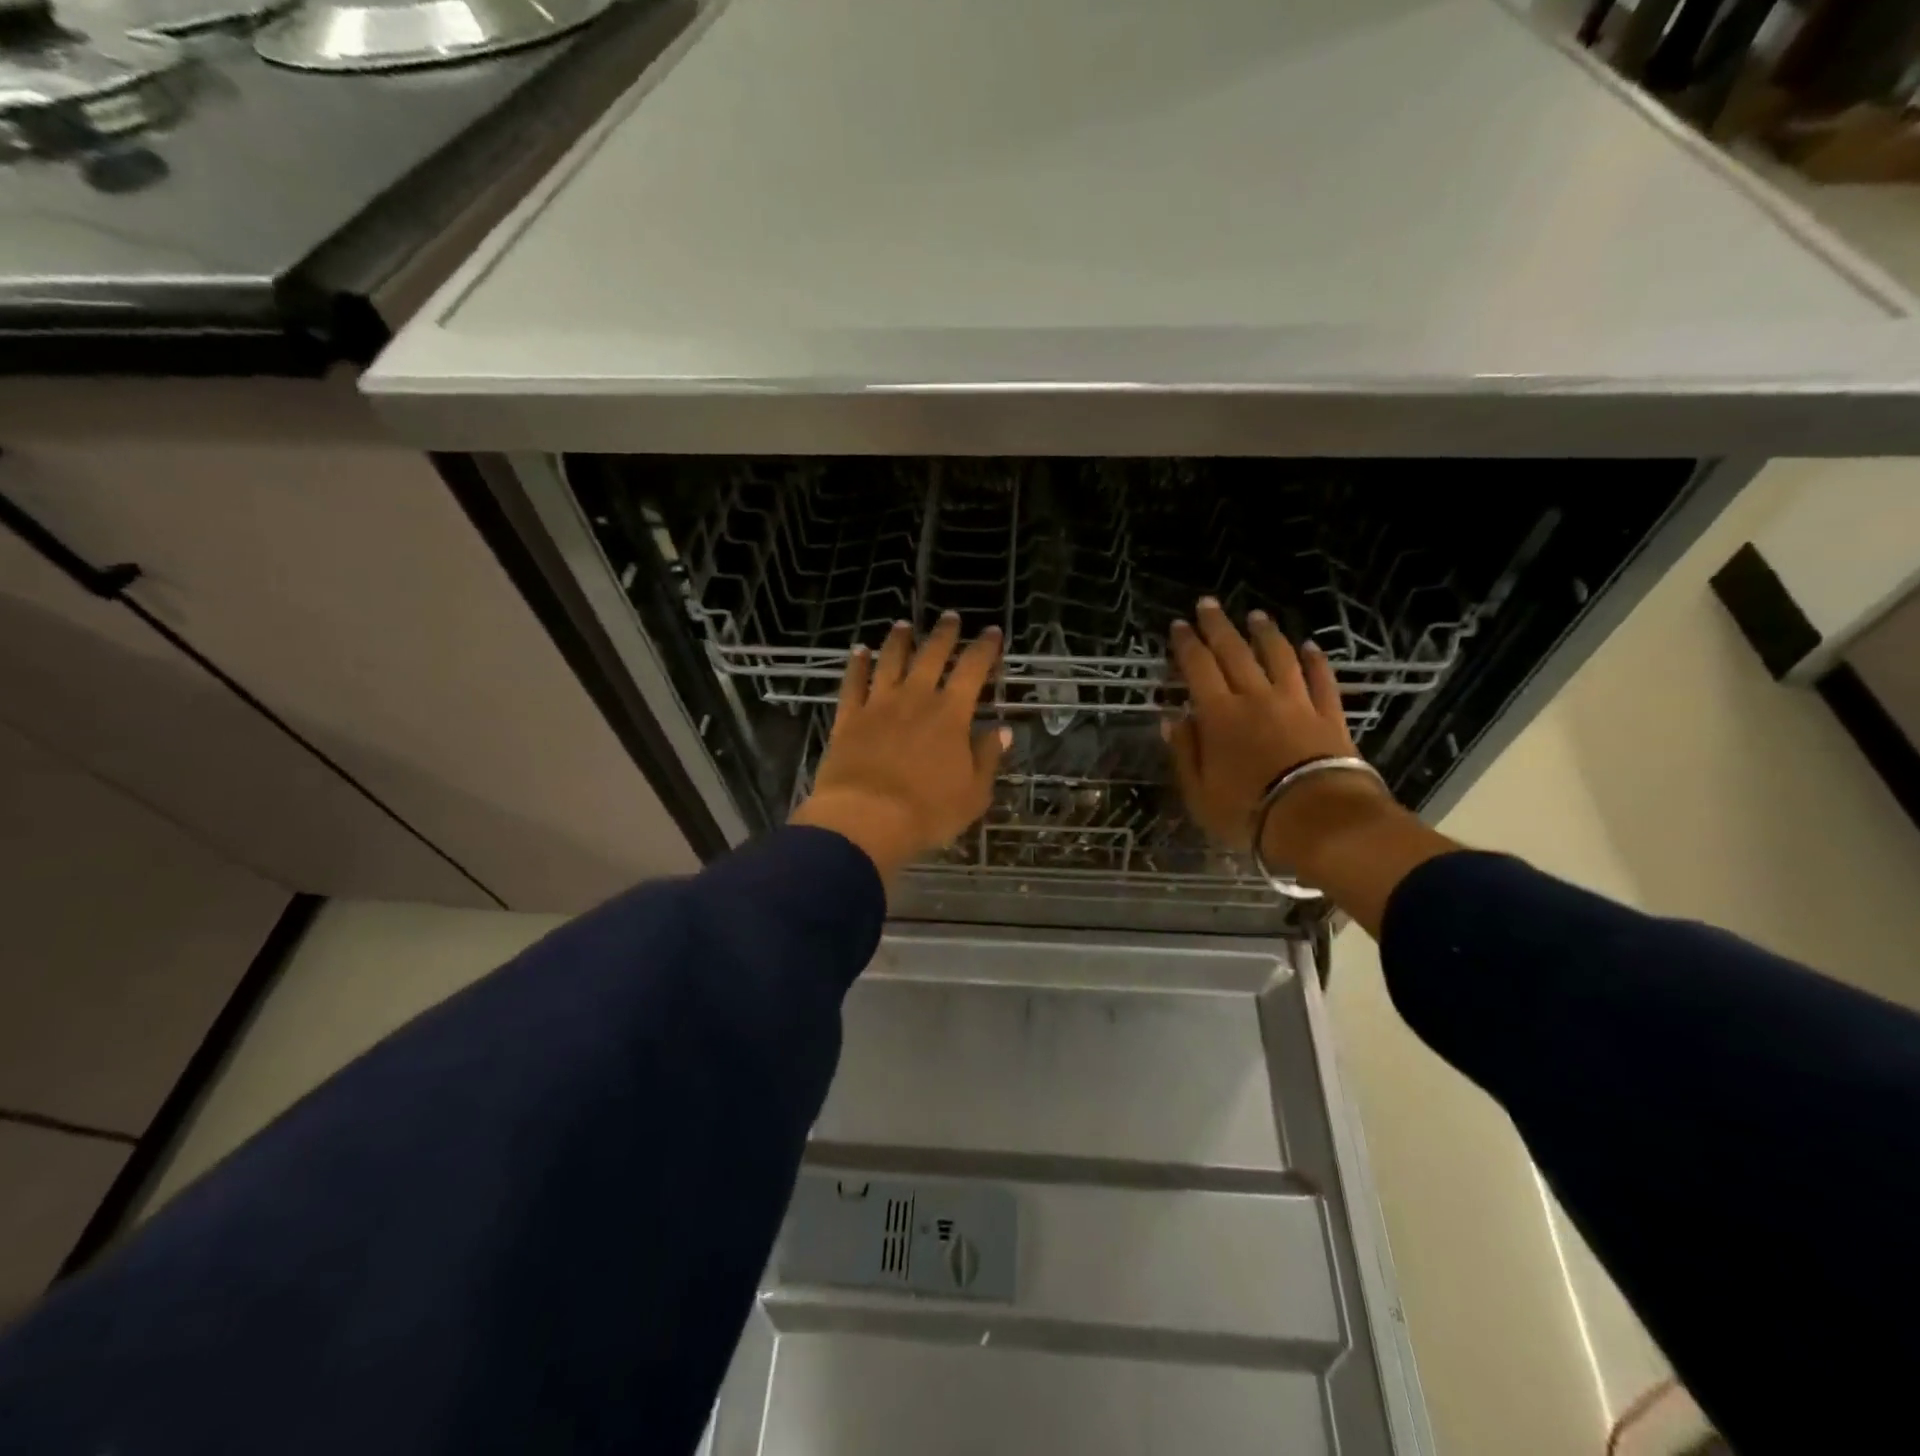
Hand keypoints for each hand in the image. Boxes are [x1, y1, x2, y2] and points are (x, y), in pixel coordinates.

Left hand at [791, 612, 1009, 886]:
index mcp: (951, 714)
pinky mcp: (848, 718)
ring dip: (899, 640)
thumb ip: (988, 758)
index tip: (992, 632)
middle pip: (931, 656)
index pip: (973, 669)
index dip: (985, 648)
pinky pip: (853, 683)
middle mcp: (915, 699)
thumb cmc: (928, 812)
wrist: (866, 819)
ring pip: (890, 661)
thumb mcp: (973, 793)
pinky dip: (856, 664)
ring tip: (903, 625)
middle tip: (950, 617)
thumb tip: (1003, 730)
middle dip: (944, 634)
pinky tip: (859, 651)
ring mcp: (878, 705)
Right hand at [1164, 597, 1387, 862]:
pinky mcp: (1328, 715)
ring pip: (1278, 657)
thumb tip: (1171, 718)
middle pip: (1234, 652)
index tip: (1178, 626)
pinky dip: (1316, 661)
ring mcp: (1295, 703)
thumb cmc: (1248, 812)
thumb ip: (1184, 752)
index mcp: (1219, 715)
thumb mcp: (1199, 792)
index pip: (1198, 668)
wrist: (1317, 819)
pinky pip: (1322, 680)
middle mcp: (1255, 698)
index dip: (1186, 645)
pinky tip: (1311, 647)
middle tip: (1208, 604)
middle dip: (1218, 626)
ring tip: (1256, 617)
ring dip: (1265, 634)